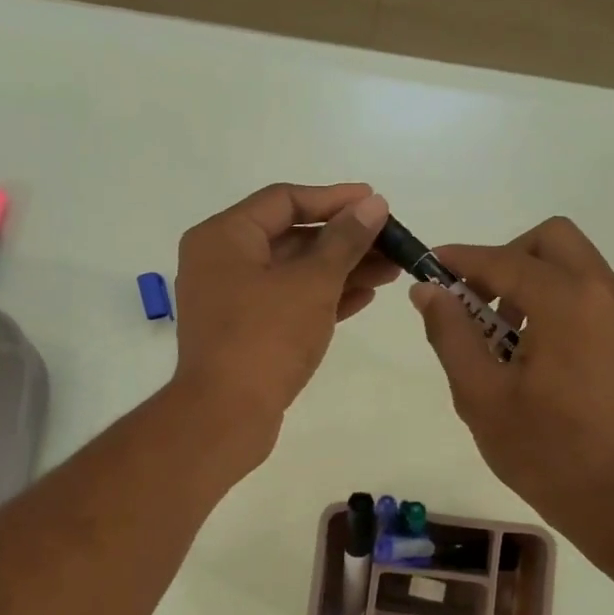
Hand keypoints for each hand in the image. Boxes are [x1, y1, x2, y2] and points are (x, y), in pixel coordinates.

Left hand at [173, 182, 396, 456]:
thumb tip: (373, 204)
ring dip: (341, 270)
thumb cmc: (266, 338)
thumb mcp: (312, 283)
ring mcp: (232, 300)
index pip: (284, 200)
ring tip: (390, 271)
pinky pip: (288, 302)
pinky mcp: (245, 333)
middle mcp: (222, 262)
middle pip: (291, 237)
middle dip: (344, 240)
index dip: (335, 199)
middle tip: (391, 243)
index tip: (377, 202)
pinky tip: (364, 297)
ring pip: (293, 273)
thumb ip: (345, 240)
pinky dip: (323, 298)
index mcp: (224, 237)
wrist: (226, 416)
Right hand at [411, 217, 613, 536]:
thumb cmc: (541, 449)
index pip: (503, 260)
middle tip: (473, 300)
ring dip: (529, 277)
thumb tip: (428, 290)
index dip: (460, 260)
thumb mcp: (479, 393)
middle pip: (549, 240)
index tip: (428, 268)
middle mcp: (603, 292)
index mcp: (566, 301)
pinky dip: (554, 296)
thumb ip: (450, 333)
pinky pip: (587, 290)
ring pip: (571, 262)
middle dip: (504, 259)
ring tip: (498, 331)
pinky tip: (531, 345)